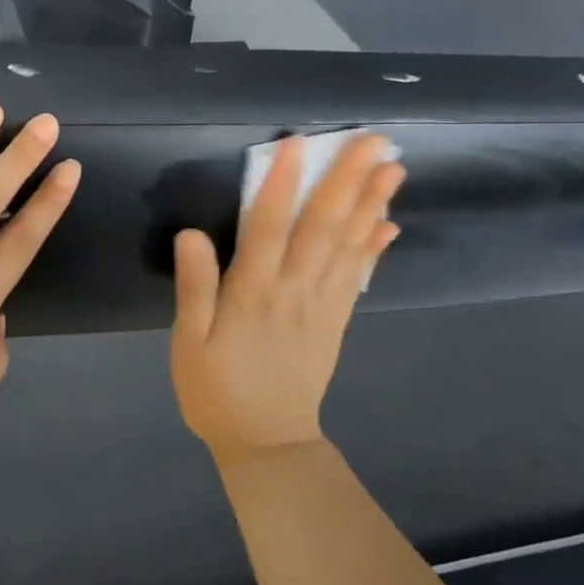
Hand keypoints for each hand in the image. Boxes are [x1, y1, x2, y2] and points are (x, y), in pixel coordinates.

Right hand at [170, 135, 403, 460]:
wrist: (267, 444)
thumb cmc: (217, 390)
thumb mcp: (189, 344)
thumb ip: (195, 289)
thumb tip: (191, 234)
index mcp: (253, 294)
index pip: (269, 228)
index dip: (282, 184)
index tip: (298, 144)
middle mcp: (294, 291)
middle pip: (323, 228)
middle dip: (347, 181)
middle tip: (373, 140)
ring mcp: (322, 306)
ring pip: (348, 246)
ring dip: (371, 204)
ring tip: (393, 167)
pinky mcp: (336, 321)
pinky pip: (358, 276)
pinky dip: (374, 247)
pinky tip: (389, 222)